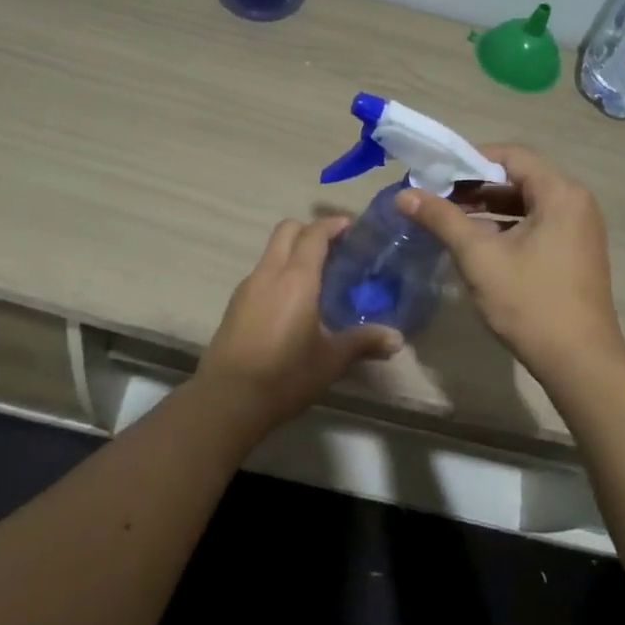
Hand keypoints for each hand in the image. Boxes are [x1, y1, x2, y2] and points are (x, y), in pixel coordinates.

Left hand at [196, 216, 401, 429]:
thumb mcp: (330, 361)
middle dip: (310, 230)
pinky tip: (291, 302)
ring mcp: (247, 287)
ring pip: (271, 252)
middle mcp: (269, 273)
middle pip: (286, 230)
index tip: (351, 227)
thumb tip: (397, 339)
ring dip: (292, 252)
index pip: (313, 234)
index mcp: (296, 279)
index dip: (332, 225)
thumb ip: (363, 343)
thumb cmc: (285, 376)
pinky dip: (278, 273)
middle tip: (334, 248)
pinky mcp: (234, 304)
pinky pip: (261, 274)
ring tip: (316, 277)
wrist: (228, 399)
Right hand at [397, 145, 624, 379]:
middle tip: (436, 195)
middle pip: (519, 176)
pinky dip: (506, 225)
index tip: (435, 172)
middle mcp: (576, 202)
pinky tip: (476, 241)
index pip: (511, 155)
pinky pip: (537, 223)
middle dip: (475, 184)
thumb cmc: (530, 302)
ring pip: (527, 202)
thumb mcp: (479, 256)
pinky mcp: (575, 251)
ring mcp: (579, 228)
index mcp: (561, 193)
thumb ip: (442, 219)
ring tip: (449, 217)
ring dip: (488, 206)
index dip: (469, 158)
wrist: (579, 362)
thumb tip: (404, 194)